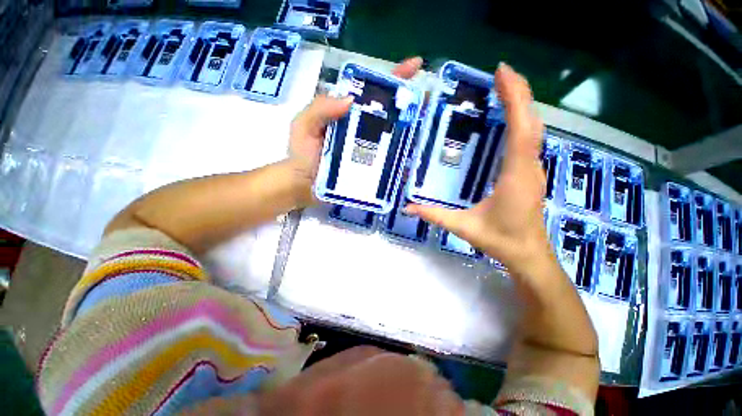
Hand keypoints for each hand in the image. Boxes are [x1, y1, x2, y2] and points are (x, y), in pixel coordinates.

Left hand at [287, 57, 423, 206]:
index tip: (415, 66)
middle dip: (411, 104)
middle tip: (431, 100)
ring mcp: (370, 150)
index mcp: (349, 114)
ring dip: (412, 130)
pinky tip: (417, 157)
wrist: (304, 186)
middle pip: (390, 113)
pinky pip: (391, 162)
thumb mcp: (304, 126)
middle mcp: (363, 129)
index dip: (394, 77)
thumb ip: (320, 109)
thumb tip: (350, 98)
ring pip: (394, 136)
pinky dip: (404, 158)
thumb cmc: (302, 155)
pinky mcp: (371, 168)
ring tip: (431, 125)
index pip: (373, 90)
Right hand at [406, 63, 549, 273]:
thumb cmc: (500, 240)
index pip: (519, 130)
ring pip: (534, 129)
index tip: (502, 73)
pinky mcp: (530, 173)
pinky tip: (511, 116)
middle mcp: (529, 166)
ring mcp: (533, 169)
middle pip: (531, 122)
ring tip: (505, 86)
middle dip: (519, 93)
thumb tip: (408, 207)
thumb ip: (435, 216)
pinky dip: (522, 121)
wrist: (529, 254)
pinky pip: (529, 140)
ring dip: (522, 104)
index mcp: (514, 176)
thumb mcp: (464, 228)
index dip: (514, 99)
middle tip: (501, 71)